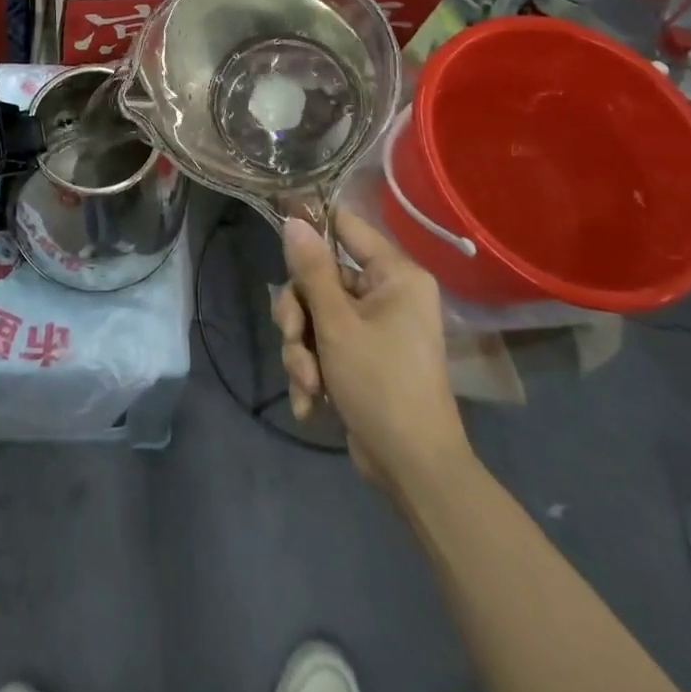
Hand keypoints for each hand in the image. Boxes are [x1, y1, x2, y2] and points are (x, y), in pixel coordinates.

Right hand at [272, 208, 473, 494]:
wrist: (413, 470)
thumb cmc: (381, 384)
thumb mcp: (337, 324)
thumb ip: (312, 270)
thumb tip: (294, 221)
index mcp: (395, 276)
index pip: (346, 227)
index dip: (311, 227)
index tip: (277, 228)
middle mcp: (387, 294)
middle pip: (320, 279)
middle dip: (299, 316)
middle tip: (293, 338)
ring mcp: (375, 327)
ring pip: (315, 315)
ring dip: (301, 349)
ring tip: (307, 383)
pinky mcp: (362, 357)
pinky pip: (324, 345)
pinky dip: (312, 370)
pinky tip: (310, 400)